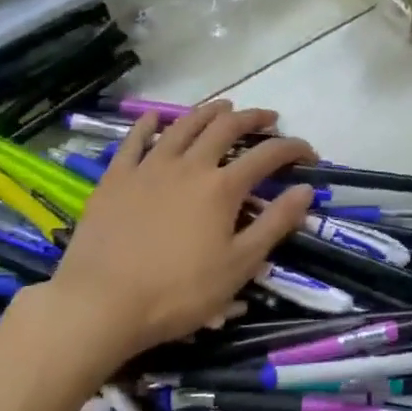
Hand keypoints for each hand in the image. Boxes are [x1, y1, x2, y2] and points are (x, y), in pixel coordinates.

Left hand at [17, 102, 315, 371]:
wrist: (102, 303)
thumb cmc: (178, 292)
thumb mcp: (239, 265)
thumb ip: (274, 224)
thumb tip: (306, 190)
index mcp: (222, 188)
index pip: (268, 155)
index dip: (293, 148)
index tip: (309, 153)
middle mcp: (189, 166)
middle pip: (225, 128)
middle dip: (252, 118)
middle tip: (269, 118)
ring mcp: (149, 167)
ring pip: (183, 126)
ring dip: (208, 112)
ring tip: (224, 107)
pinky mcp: (116, 178)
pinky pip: (134, 140)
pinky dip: (148, 124)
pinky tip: (156, 117)